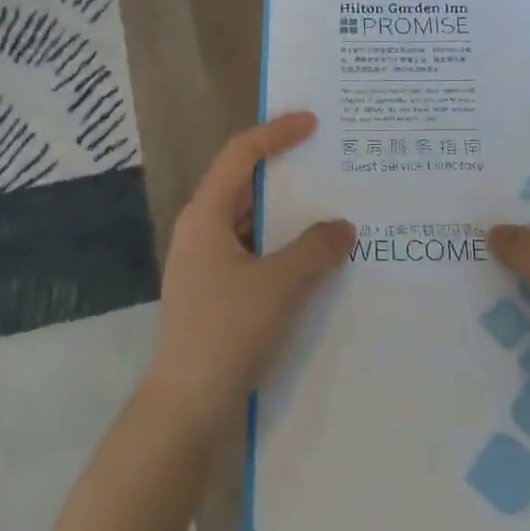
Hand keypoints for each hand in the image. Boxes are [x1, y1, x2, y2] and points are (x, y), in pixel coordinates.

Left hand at [148, 113, 354, 434]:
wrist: (185, 408)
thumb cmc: (226, 333)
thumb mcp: (279, 286)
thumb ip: (316, 249)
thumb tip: (344, 225)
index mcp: (206, 215)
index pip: (240, 154)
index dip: (276, 132)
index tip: (313, 121)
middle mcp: (201, 230)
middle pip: (244, 183)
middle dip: (285, 169)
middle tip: (327, 159)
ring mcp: (206, 263)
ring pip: (251, 220)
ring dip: (287, 212)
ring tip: (330, 205)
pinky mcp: (216, 291)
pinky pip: (254, 251)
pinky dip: (282, 245)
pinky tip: (314, 256)